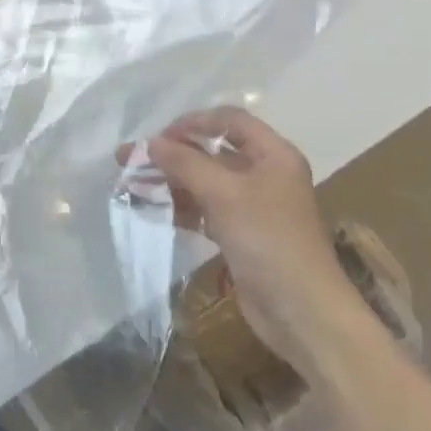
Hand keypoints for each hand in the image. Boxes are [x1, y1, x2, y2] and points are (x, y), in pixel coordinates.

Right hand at [127, 108, 367, 372]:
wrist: (301, 309)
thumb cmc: (267, 239)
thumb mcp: (223, 193)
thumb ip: (184, 163)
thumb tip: (150, 143)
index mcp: (272, 154)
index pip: (229, 120)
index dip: (192, 122)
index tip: (158, 138)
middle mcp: (265, 173)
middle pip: (212, 151)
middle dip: (171, 154)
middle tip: (129, 160)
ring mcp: (253, 205)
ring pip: (205, 181)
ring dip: (170, 181)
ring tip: (132, 185)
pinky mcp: (241, 233)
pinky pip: (206, 208)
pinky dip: (181, 206)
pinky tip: (154, 209)